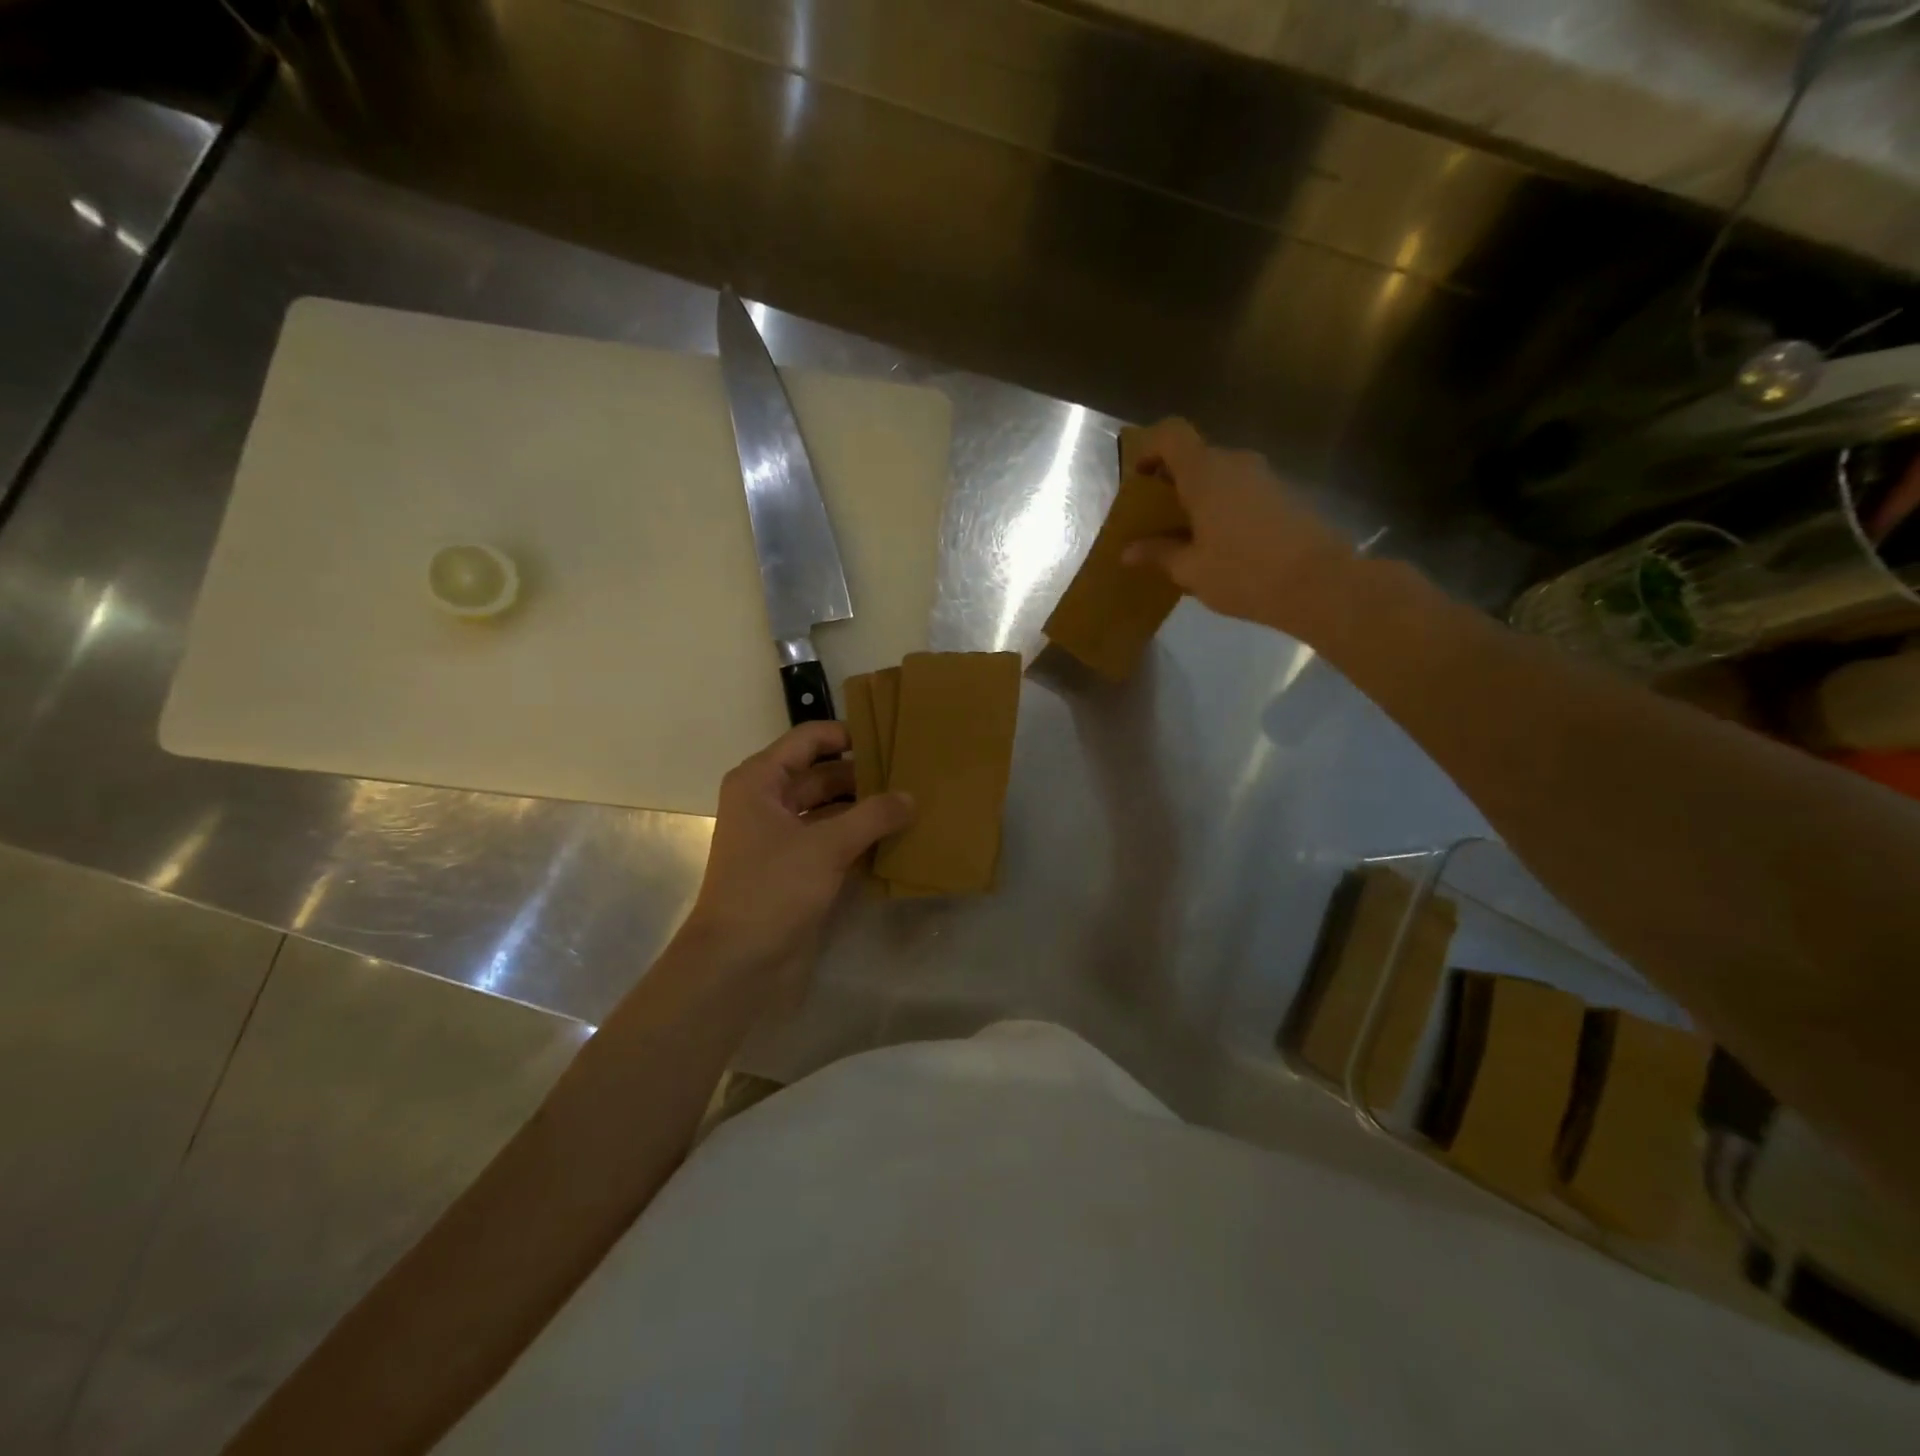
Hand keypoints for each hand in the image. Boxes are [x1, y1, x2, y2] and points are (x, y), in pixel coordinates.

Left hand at [682, 721, 914, 976]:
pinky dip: (860, 837)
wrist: (738, 963)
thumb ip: (872, 816)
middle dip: (864, 775)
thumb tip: (910, 796)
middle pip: (822, 774)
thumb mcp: (826, 846)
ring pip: (831, 809)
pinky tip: (897, 837)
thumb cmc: (772, 889)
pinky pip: (833, 840)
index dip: (848, 735)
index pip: (809, 740)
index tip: (891, 739)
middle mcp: (769, 801)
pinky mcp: (797, 867)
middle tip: (913, 774)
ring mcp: (783, 837)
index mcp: (761, 781)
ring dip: (866, 808)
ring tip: (913, 802)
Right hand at [1121, 418, 1357, 637]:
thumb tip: (1128, 551)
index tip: (1138, 478)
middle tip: (1156, 518)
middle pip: (1195, 456)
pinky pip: (1240, 490)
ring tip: (1186, 537)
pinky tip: (1218, 545)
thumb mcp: (1191, 569)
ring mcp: (1263, 477)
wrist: (1319, 583)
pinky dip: (1222, 507)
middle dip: (1171, 481)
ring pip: (1219, 475)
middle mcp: (1235, 463)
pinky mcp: (1283, 495)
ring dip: (1198, 497)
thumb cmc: (1244, 573)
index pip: (1171, 434)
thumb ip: (1158, 554)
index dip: (1149, 447)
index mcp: (1205, 473)